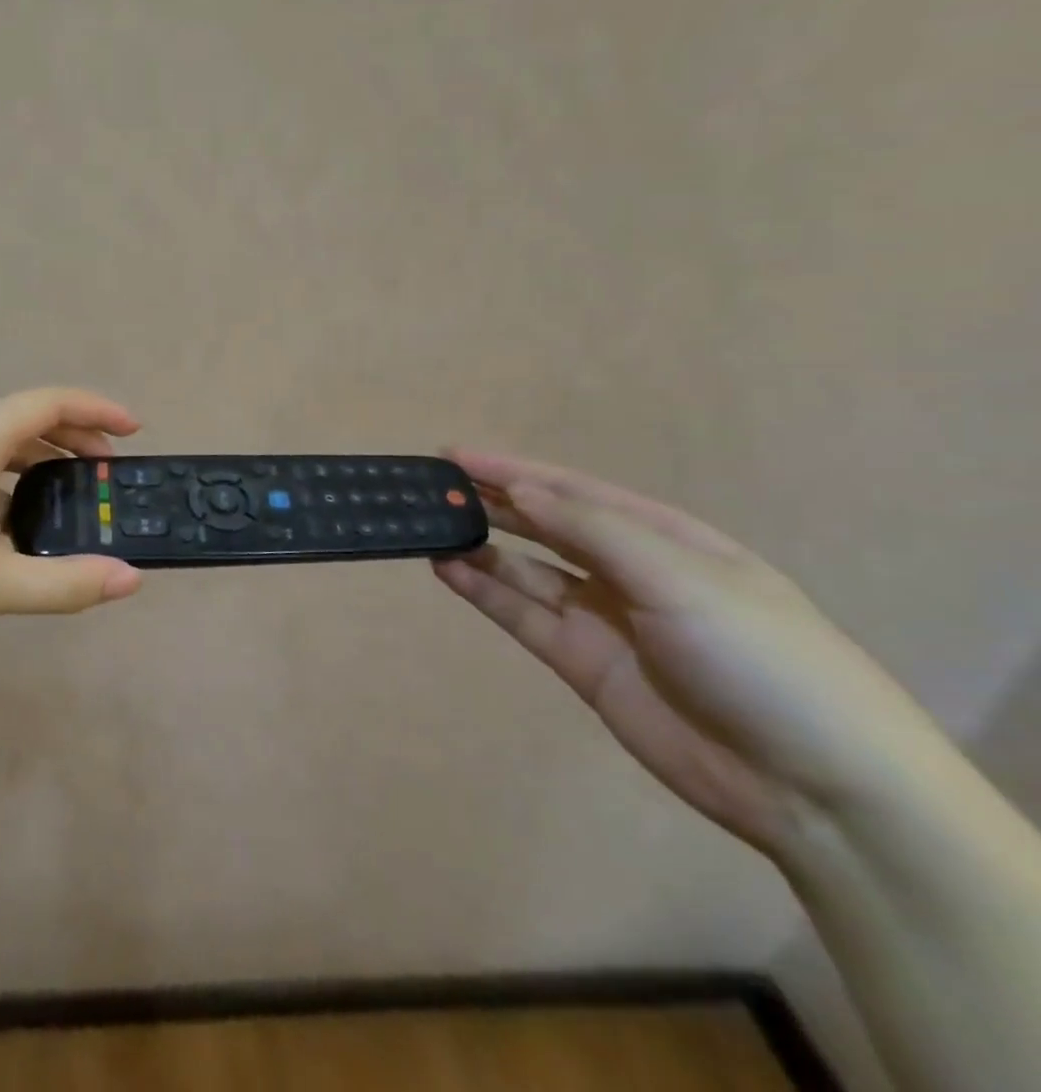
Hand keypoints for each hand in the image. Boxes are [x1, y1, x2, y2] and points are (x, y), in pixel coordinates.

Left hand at [0, 388, 144, 667]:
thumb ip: (70, 582)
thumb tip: (130, 580)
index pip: (50, 402)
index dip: (98, 411)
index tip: (133, 431)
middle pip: (21, 417)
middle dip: (71, 439)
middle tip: (105, 472)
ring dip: (33, 459)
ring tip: (61, 495)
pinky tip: (2, 521)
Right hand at [431, 450, 938, 860]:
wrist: (816, 790)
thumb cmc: (759, 658)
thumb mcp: (680, 578)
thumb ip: (592, 530)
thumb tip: (519, 490)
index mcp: (664, 538)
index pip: (572, 491)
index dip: (512, 470)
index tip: (452, 455)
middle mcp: (628, 571)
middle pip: (545, 526)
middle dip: (491, 503)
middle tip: (431, 487)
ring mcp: (603, 618)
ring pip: (525, 569)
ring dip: (480, 547)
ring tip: (429, 527)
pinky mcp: (582, 663)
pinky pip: (522, 615)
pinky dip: (484, 591)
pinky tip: (447, 570)